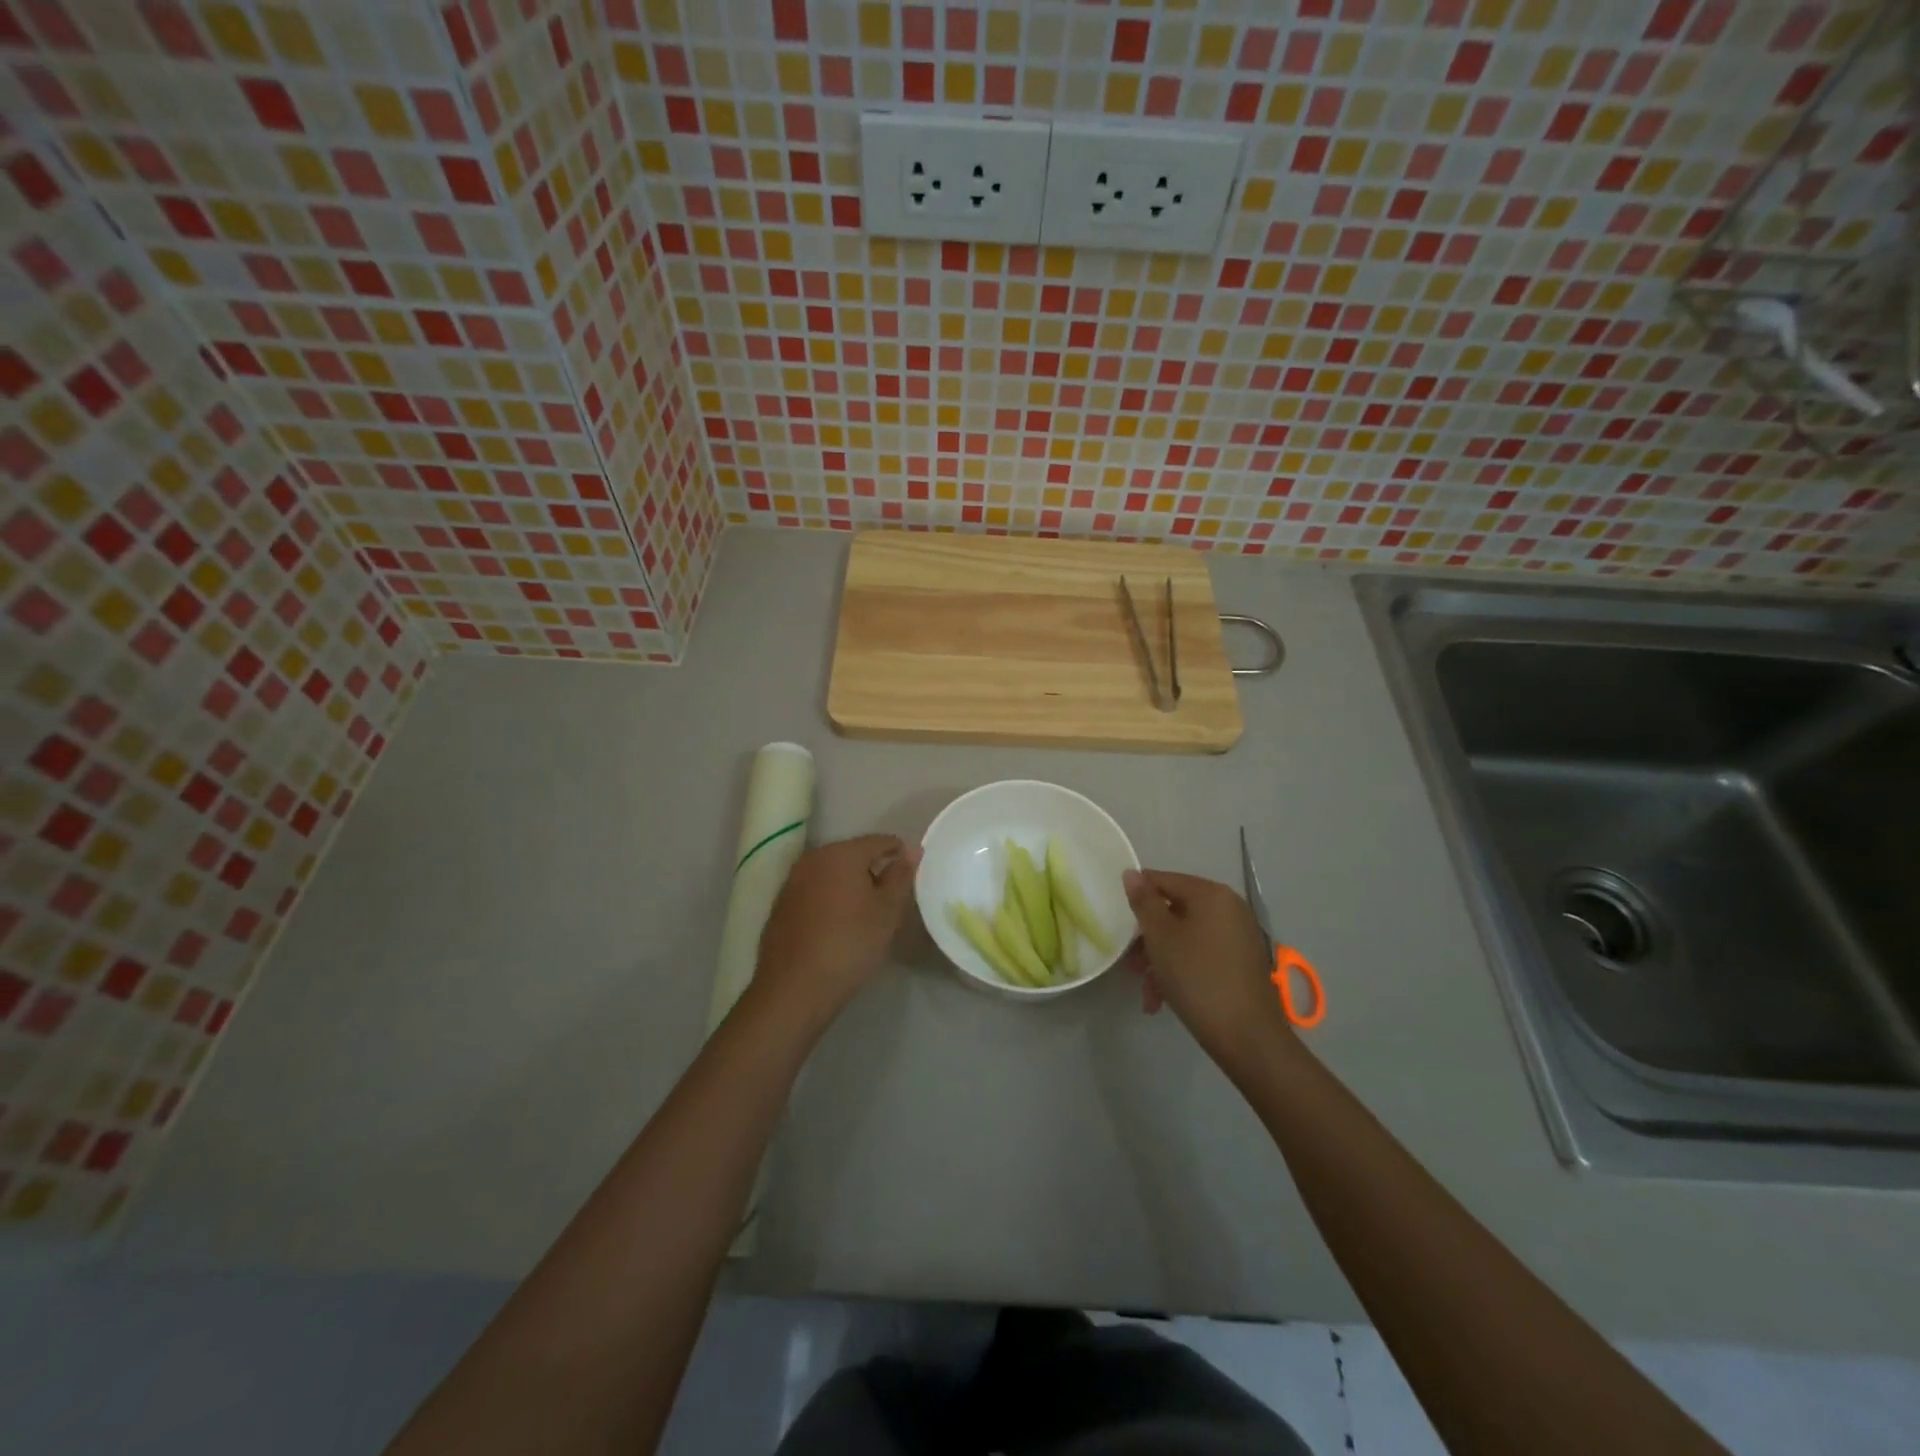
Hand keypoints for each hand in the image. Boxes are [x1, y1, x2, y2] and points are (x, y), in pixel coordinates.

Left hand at [751, 834, 920, 1029]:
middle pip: (853, 854)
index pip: (880, 841)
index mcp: (841, 853)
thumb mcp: (887, 912)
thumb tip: (911, 849)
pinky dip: (831, 898)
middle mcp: (813, 858)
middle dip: (875, 868)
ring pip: (832, 872)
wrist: (794, 988)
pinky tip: (839, 924)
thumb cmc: (849, 945)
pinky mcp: (781, 904)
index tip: (914, 874)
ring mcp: (792, 881)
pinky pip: (815, 890)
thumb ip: (901, 875)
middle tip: (893, 896)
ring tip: (868, 911)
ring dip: (851, 884)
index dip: (901, 853)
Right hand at [1122, 868, 1291, 1068]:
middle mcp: (1230, 908)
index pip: (1163, 880)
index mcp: (1211, 894)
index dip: (1137, 900)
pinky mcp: (1242, 963)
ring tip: (1147, 992)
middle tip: (1131, 966)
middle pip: (1174, 912)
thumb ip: (1144, 902)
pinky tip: (1163, 1000)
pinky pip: (1202, 955)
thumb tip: (1132, 873)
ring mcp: (1239, 936)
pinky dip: (1181, 971)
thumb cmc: (1197, 978)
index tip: (1119, 925)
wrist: (1247, 1037)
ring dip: (1161, 961)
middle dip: (1148, 939)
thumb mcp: (1161, 938)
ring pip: (1186, 938)